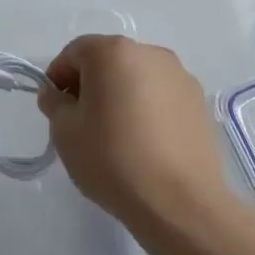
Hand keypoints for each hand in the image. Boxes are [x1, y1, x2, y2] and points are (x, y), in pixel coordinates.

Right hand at [37, 35, 227, 227]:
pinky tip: (144, 142)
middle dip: (90, 84)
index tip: (55, 107)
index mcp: (113, 52)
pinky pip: (161, 96)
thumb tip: (56, 94)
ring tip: (116, 134)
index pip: (75, 53)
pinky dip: (147, 108)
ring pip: (137, 77)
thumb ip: (54, 103)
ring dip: (121, 94)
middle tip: (82, 121)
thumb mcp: (65, 131)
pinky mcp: (199, 102)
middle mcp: (150, 53)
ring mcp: (180, 76)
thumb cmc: (112, 158)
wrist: (179, 202)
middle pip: (108, 60)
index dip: (58, 77)